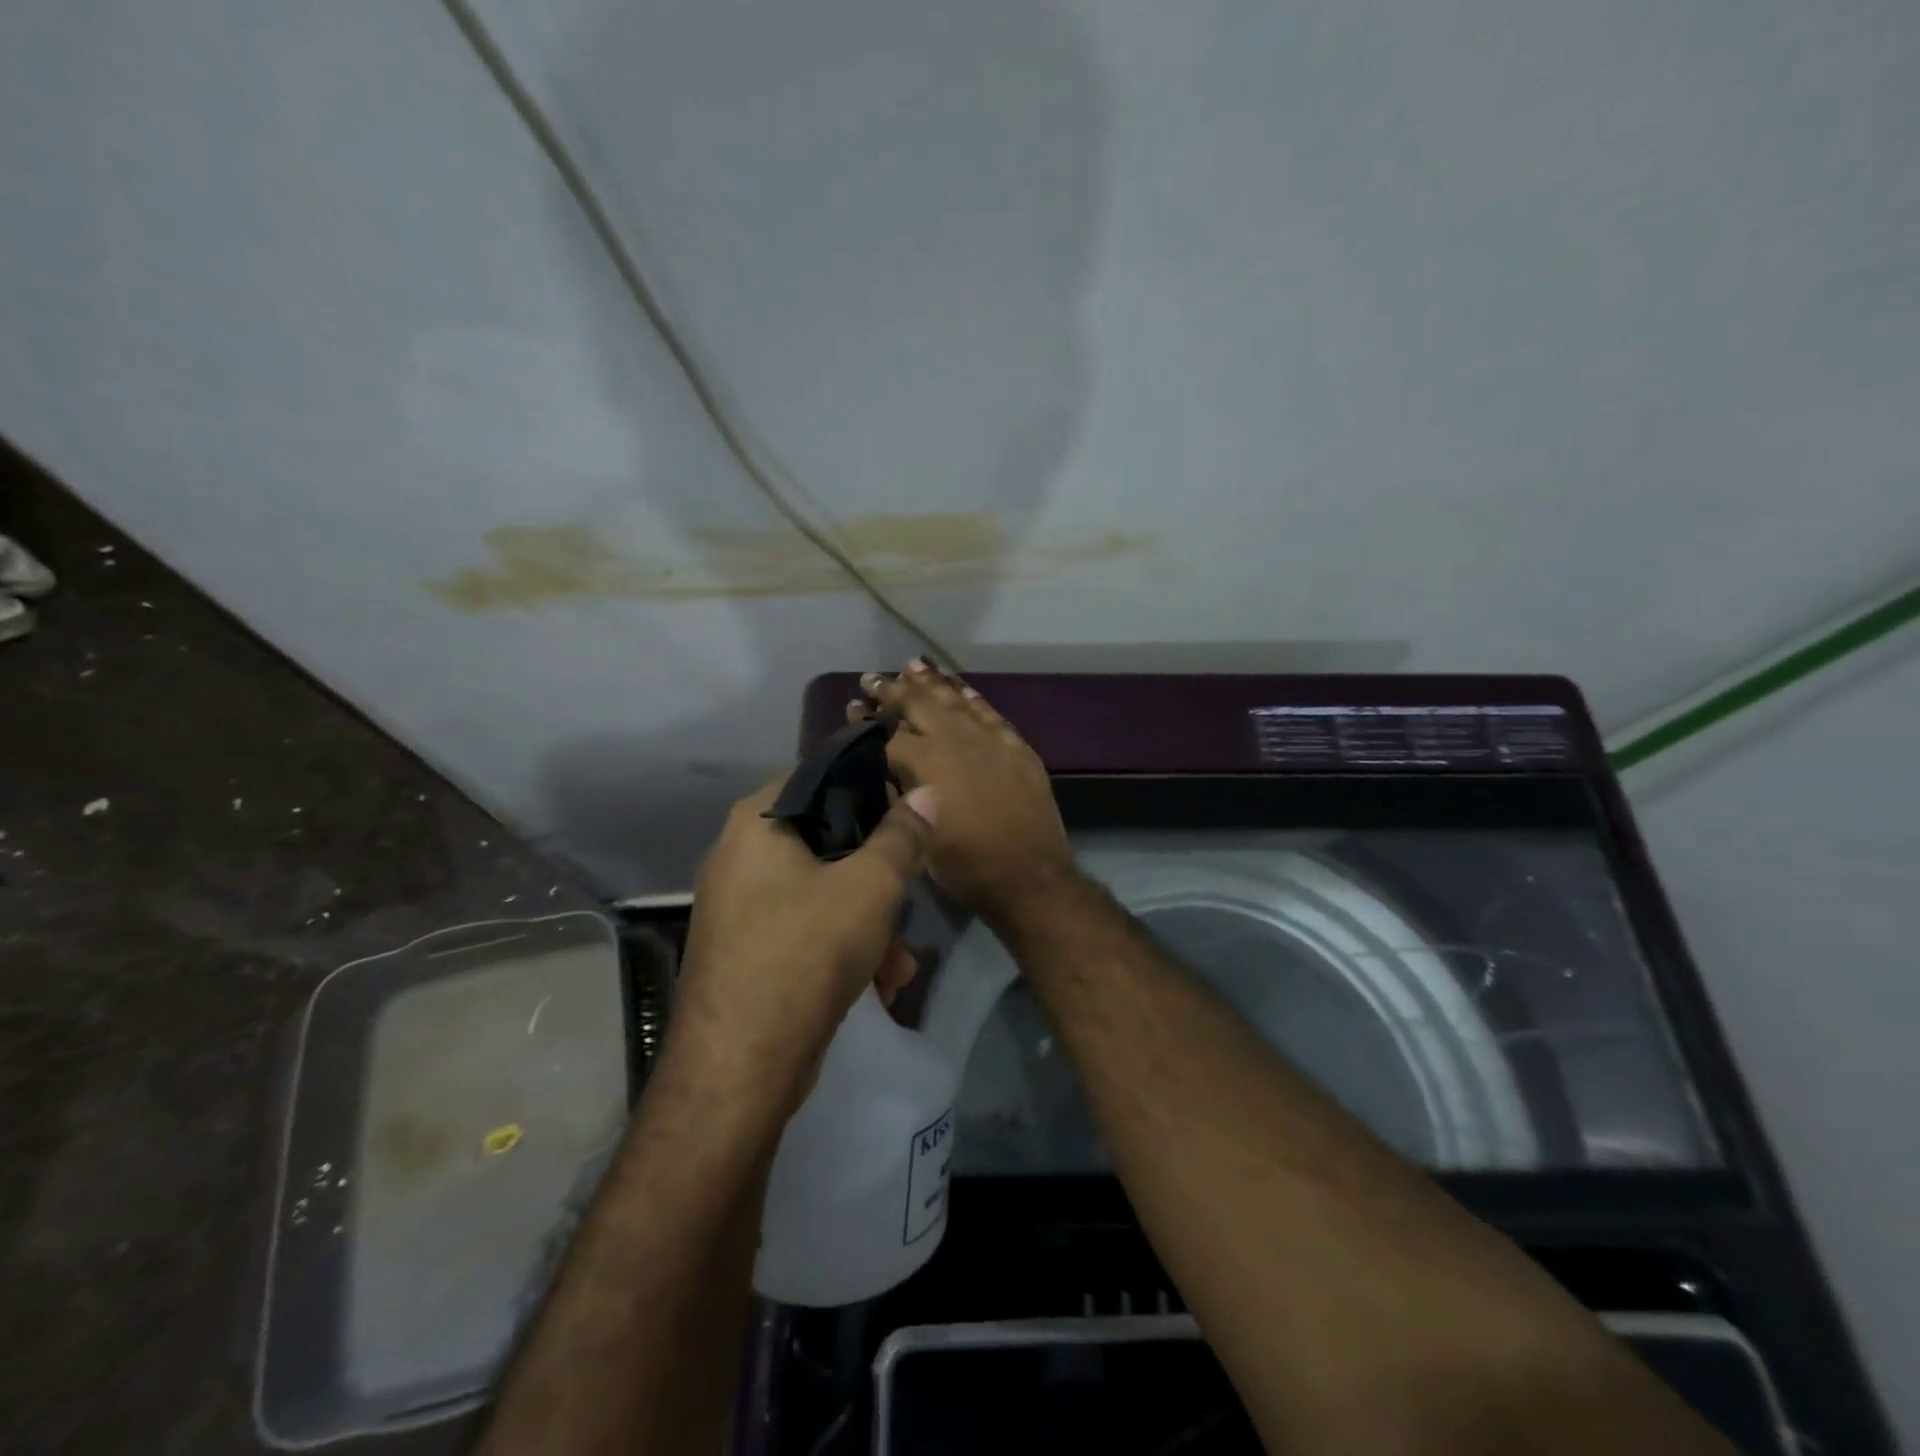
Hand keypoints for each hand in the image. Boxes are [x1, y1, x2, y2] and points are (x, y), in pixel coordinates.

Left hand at [673, 774, 933, 1112]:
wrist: (738, 1069)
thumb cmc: (806, 953)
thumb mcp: (871, 887)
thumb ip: (902, 835)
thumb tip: (926, 792)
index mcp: (755, 823)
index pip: (817, 775)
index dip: (867, 787)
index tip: (906, 812)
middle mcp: (738, 855)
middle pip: (824, 839)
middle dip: (876, 875)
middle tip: (907, 895)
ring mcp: (738, 906)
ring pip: (820, 891)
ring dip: (868, 922)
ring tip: (899, 964)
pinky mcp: (746, 949)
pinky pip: (803, 928)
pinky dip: (842, 948)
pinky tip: (879, 986)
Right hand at [855, 659, 1072, 928]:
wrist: (1028, 876)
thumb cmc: (963, 866)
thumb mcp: (916, 836)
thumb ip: (898, 796)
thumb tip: (883, 771)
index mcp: (924, 763)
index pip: (886, 733)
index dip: (866, 720)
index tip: (854, 706)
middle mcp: (954, 741)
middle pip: (918, 704)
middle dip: (892, 689)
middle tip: (872, 678)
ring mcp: (989, 740)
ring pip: (955, 700)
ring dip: (931, 683)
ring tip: (913, 666)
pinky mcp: (1016, 747)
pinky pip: (990, 713)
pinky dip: (972, 697)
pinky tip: (960, 687)